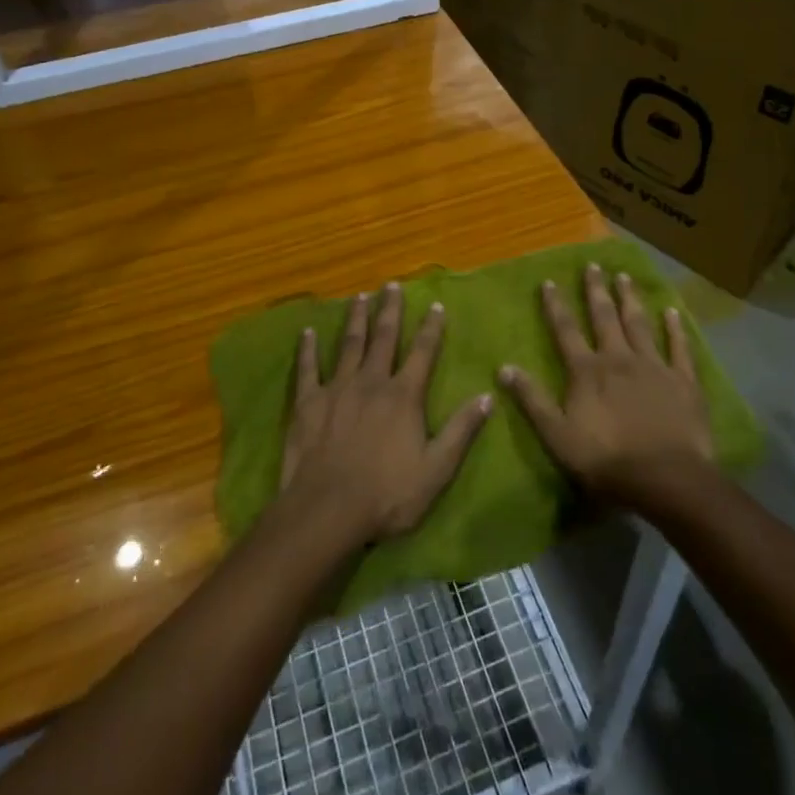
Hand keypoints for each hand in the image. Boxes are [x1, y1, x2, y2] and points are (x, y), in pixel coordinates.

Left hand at [278, 282, 492, 547]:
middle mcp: (371, 382)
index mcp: (403, 396)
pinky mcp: (308, 402)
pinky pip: (308, 368)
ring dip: (355, 319)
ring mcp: (337, 388)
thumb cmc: (387, 495)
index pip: (422, 353)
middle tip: (391, 285)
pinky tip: (307, 332)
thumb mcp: (436, 469)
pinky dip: (307, 349)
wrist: (328, 509)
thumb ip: (462, 431)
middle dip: (389, 310)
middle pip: (383, 338)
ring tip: (359, 297)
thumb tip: (488, 396)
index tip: (435, 305)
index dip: (431, 328)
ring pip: (349, 345)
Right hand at [498, 262, 713, 506]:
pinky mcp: (683, 381)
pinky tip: (672, 311)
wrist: (666, 479)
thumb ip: (532, 400)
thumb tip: (503, 367)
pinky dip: (675, 329)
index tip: (549, 281)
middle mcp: (618, 359)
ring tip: (624, 277)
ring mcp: (654, 367)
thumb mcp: (557, 435)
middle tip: (593, 265)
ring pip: (639, 324)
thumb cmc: (606, 460)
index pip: (566, 330)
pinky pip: (678, 348)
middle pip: (604, 318)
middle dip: (596, 290)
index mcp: (587, 371)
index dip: (556, 305)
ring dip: (630, 299)